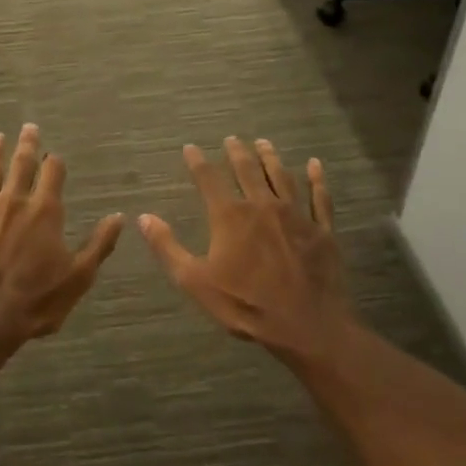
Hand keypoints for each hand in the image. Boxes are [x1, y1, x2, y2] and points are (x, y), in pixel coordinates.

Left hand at [0, 124, 123, 345]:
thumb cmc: (36, 299)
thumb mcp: (79, 276)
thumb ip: (99, 244)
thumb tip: (119, 216)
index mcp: (44, 212)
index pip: (53, 174)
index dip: (55, 163)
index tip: (55, 156)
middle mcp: (13, 201)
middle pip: (21, 164)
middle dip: (27, 145)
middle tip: (28, 127)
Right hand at [140, 137, 356, 362]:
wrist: (306, 326)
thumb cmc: (245, 304)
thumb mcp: (195, 281)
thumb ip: (168, 247)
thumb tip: (143, 217)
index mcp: (230, 216)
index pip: (209, 179)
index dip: (197, 161)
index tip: (190, 148)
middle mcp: (262, 206)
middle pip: (247, 170)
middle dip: (237, 152)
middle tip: (232, 139)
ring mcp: (296, 215)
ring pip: (281, 177)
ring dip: (271, 157)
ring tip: (264, 143)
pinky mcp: (322, 230)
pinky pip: (319, 197)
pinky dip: (316, 179)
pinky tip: (314, 165)